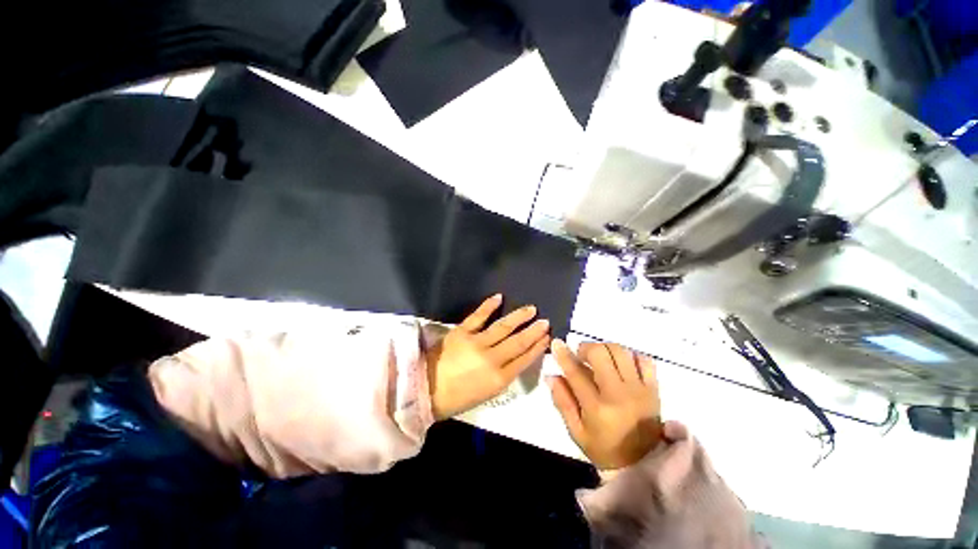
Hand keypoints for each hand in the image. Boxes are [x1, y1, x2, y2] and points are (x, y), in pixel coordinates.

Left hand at [426, 294, 550, 419]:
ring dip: (519, 317)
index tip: (547, 337)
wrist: (425, 390)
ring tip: (531, 309)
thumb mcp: (487, 394)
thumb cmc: (457, 398)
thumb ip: (504, 375)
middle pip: (518, 342)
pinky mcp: (462, 332)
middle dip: (534, 331)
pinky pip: (478, 316)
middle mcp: (492, 359)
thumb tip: (517, 359)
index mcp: (499, 379)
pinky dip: (489, 305)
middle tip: (545, 321)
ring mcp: (476, 343)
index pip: (524, 359)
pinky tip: (499, 297)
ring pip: (503, 327)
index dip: (537, 347)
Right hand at [548, 340, 662, 469]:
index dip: (564, 355)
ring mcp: (639, 390)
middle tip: (581, 355)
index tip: (557, 343)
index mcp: (597, 408)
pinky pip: (644, 360)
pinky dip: (630, 355)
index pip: (576, 373)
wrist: (645, 465)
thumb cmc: (605, 449)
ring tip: (600, 357)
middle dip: (586, 348)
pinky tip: (622, 363)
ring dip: (606, 348)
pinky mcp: (654, 389)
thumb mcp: (577, 432)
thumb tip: (551, 376)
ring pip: (621, 351)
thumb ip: (562, 402)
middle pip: (601, 353)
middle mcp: (619, 394)